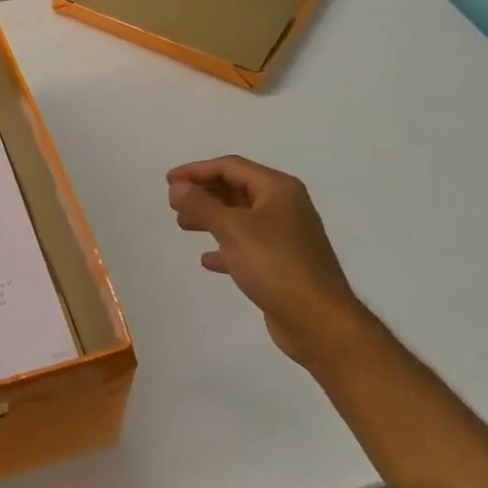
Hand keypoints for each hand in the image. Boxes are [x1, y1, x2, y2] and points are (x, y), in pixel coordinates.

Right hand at [166, 155, 363, 364]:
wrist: (319, 321)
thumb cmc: (276, 266)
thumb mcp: (233, 229)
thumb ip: (201, 205)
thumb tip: (177, 186)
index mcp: (278, 189)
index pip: (230, 167)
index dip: (196, 170)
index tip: (168, 181)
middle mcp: (284, 206)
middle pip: (236, 189)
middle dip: (203, 193)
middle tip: (173, 205)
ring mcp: (285, 236)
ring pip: (240, 217)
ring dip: (211, 218)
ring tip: (184, 226)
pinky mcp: (282, 264)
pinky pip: (247, 246)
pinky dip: (225, 247)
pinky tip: (207, 259)